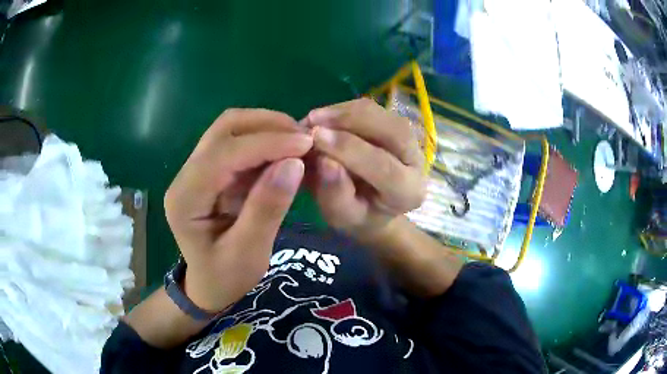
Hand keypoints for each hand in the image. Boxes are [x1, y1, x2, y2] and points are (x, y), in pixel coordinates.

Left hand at [164, 109, 311, 312]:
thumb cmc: (226, 277)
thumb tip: (295, 162)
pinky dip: (265, 140)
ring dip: (267, 128)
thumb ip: (267, 208)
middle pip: (224, 129)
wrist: (209, 285)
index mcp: (186, 199)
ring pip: (231, 129)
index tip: (305, 144)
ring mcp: (197, 169)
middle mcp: (186, 175)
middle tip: (305, 138)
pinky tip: (286, 150)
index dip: (266, 143)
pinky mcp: (211, 170)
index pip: (223, 154)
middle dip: (267, 125)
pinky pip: (238, 142)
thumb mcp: (249, 253)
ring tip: (299, 141)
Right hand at [304, 98, 425, 241]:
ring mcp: (410, 140)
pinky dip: (345, 108)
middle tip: (312, 121)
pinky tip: (323, 117)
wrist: (372, 207)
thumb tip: (324, 160)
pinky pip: (372, 109)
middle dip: (350, 120)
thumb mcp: (342, 216)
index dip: (349, 149)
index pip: (384, 167)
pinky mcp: (395, 125)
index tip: (315, 137)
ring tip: (313, 119)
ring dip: (345, 111)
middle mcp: (417, 162)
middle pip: (393, 130)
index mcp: (408, 192)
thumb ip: (336, 194)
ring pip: (383, 114)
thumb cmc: (357, 216)